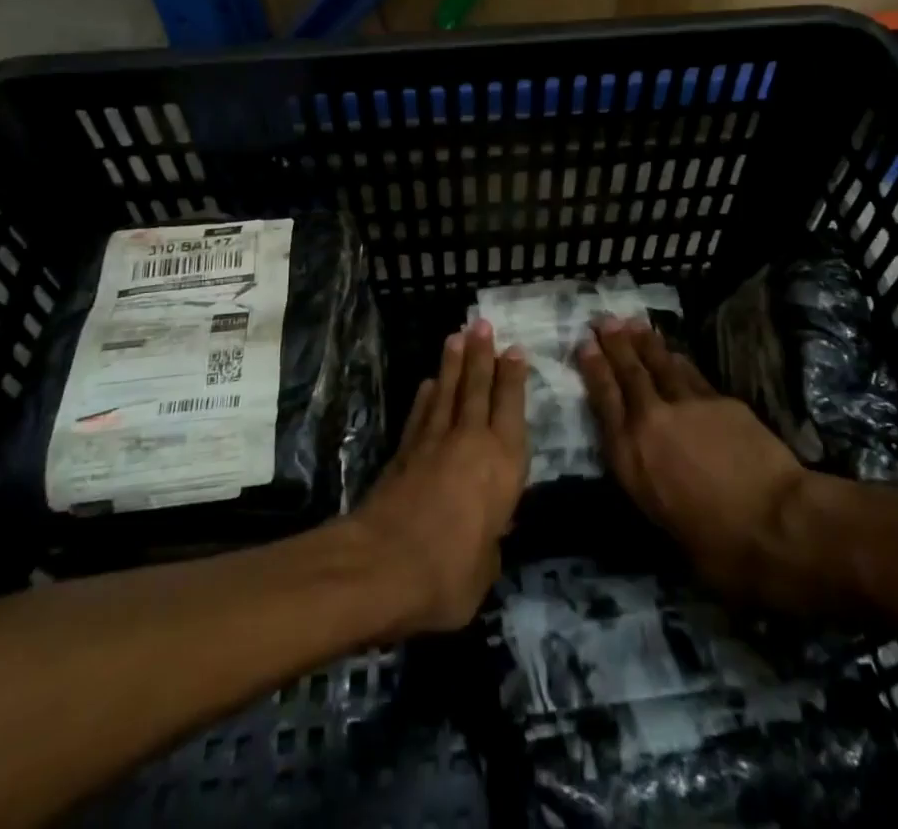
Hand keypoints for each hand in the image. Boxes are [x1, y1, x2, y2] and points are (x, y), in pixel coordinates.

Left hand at [350, 320, 527, 633]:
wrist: (383, 565)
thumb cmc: (449, 574)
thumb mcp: (485, 568)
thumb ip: (490, 542)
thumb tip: (487, 531)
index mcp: (502, 466)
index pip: (511, 409)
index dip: (513, 378)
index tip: (514, 350)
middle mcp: (471, 443)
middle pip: (478, 389)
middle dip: (481, 355)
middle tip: (482, 324)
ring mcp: (433, 443)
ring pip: (448, 393)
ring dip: (453, 364)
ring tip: (456, 336)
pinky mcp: (404, 452)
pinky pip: (420, 414)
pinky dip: (426, 396)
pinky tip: (428, 383)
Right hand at [578, 318, 820, 605]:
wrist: (775, 523)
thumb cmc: (717, 546)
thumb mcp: (663, 523)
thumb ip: (650, 486)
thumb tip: (655, 477)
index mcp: (630, 457)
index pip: (604, 401)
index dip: (594, 369)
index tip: (585, 345)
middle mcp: (651, 422)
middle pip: (629, 373)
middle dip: (614, 344)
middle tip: (604, 320)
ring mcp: (687, 405)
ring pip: (660, 364)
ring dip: (645, 342)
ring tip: (633, 323)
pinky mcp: (721, 401)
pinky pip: (691, 374)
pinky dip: (679, 360)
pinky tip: (675, 354)